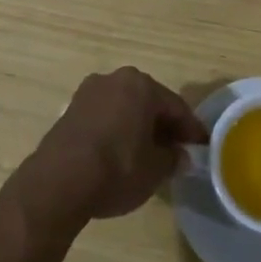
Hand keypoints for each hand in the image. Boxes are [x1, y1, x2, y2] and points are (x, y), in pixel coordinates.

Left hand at [14, 67, 208, 226]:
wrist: (58, 182)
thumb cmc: (117, 168)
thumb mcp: (155, 169)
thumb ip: (172, 158)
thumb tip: (180, 156)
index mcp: (141, 85)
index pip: (175, 106)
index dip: (191, 129)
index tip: (201, 146)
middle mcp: (115, 79)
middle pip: (148, 102)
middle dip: (163, 125)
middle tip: (176, 150)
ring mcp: (88, 92)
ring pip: (124, 107)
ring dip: (138, 126)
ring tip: (148, 154)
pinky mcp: (70, 110)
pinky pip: (104, 116)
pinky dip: (116, 130)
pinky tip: (120, 153)